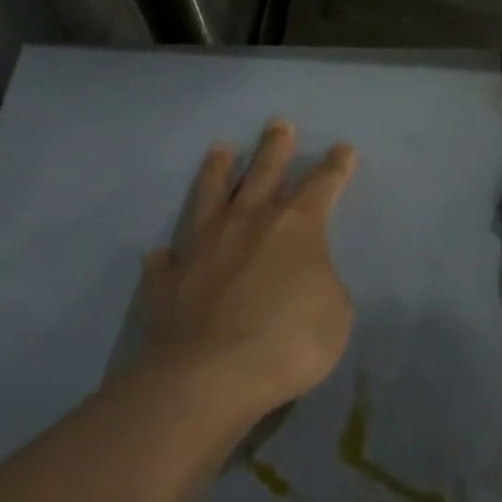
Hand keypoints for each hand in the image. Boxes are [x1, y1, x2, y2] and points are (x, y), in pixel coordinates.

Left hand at [141, 120, 356, 421]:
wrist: (211, 377)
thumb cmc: (288, 340)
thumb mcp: (336, 313)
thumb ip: (322, 283)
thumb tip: (303, 277)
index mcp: (296, 225)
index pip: (322, 184)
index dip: (335, 166)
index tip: (342, 149)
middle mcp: (248, 222)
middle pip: (265, 172)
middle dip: (275, 147)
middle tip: (277, 123)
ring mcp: (203, 246)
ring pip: (211, 196)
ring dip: (218, 172)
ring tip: (220, 150)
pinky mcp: (169, 280)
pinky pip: (166, 262)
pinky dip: (166, 256)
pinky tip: (160, 253)